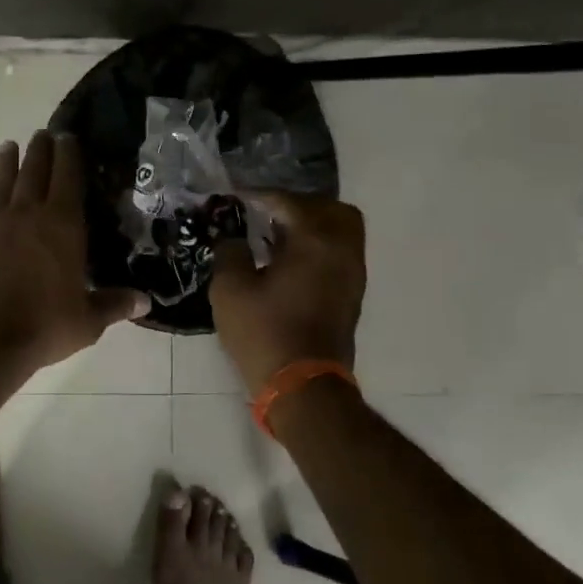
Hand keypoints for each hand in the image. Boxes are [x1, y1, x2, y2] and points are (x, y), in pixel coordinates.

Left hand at [0, 131, 150, 368]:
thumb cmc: (43, 326)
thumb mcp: (87, 321)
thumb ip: (114, 304)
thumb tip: (146, 301)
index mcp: (61, 224)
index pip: (68, 176)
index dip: (69, 153)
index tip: (69, 136)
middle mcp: (27, 213)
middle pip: (34, 170)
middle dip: (41, 149)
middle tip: (44, 133)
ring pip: (2, 181)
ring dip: (8, 161)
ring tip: (10, 146)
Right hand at [210, 192, 365, 393]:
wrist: (303, 388)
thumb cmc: (264, 333)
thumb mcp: (230, 289)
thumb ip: (230, 250)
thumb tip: (233, 236)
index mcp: (314, 240)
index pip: (287, 201)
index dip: (258, 196)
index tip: (234, 197)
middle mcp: (341, 249)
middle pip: (328, 208)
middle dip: (296, 204)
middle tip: (265, 213)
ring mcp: (352, 273)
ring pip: (341, 230)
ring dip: (311, 224)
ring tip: (276, 235)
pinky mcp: (351, 293)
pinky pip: (340, 252)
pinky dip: (318, 245)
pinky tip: (287, 259)